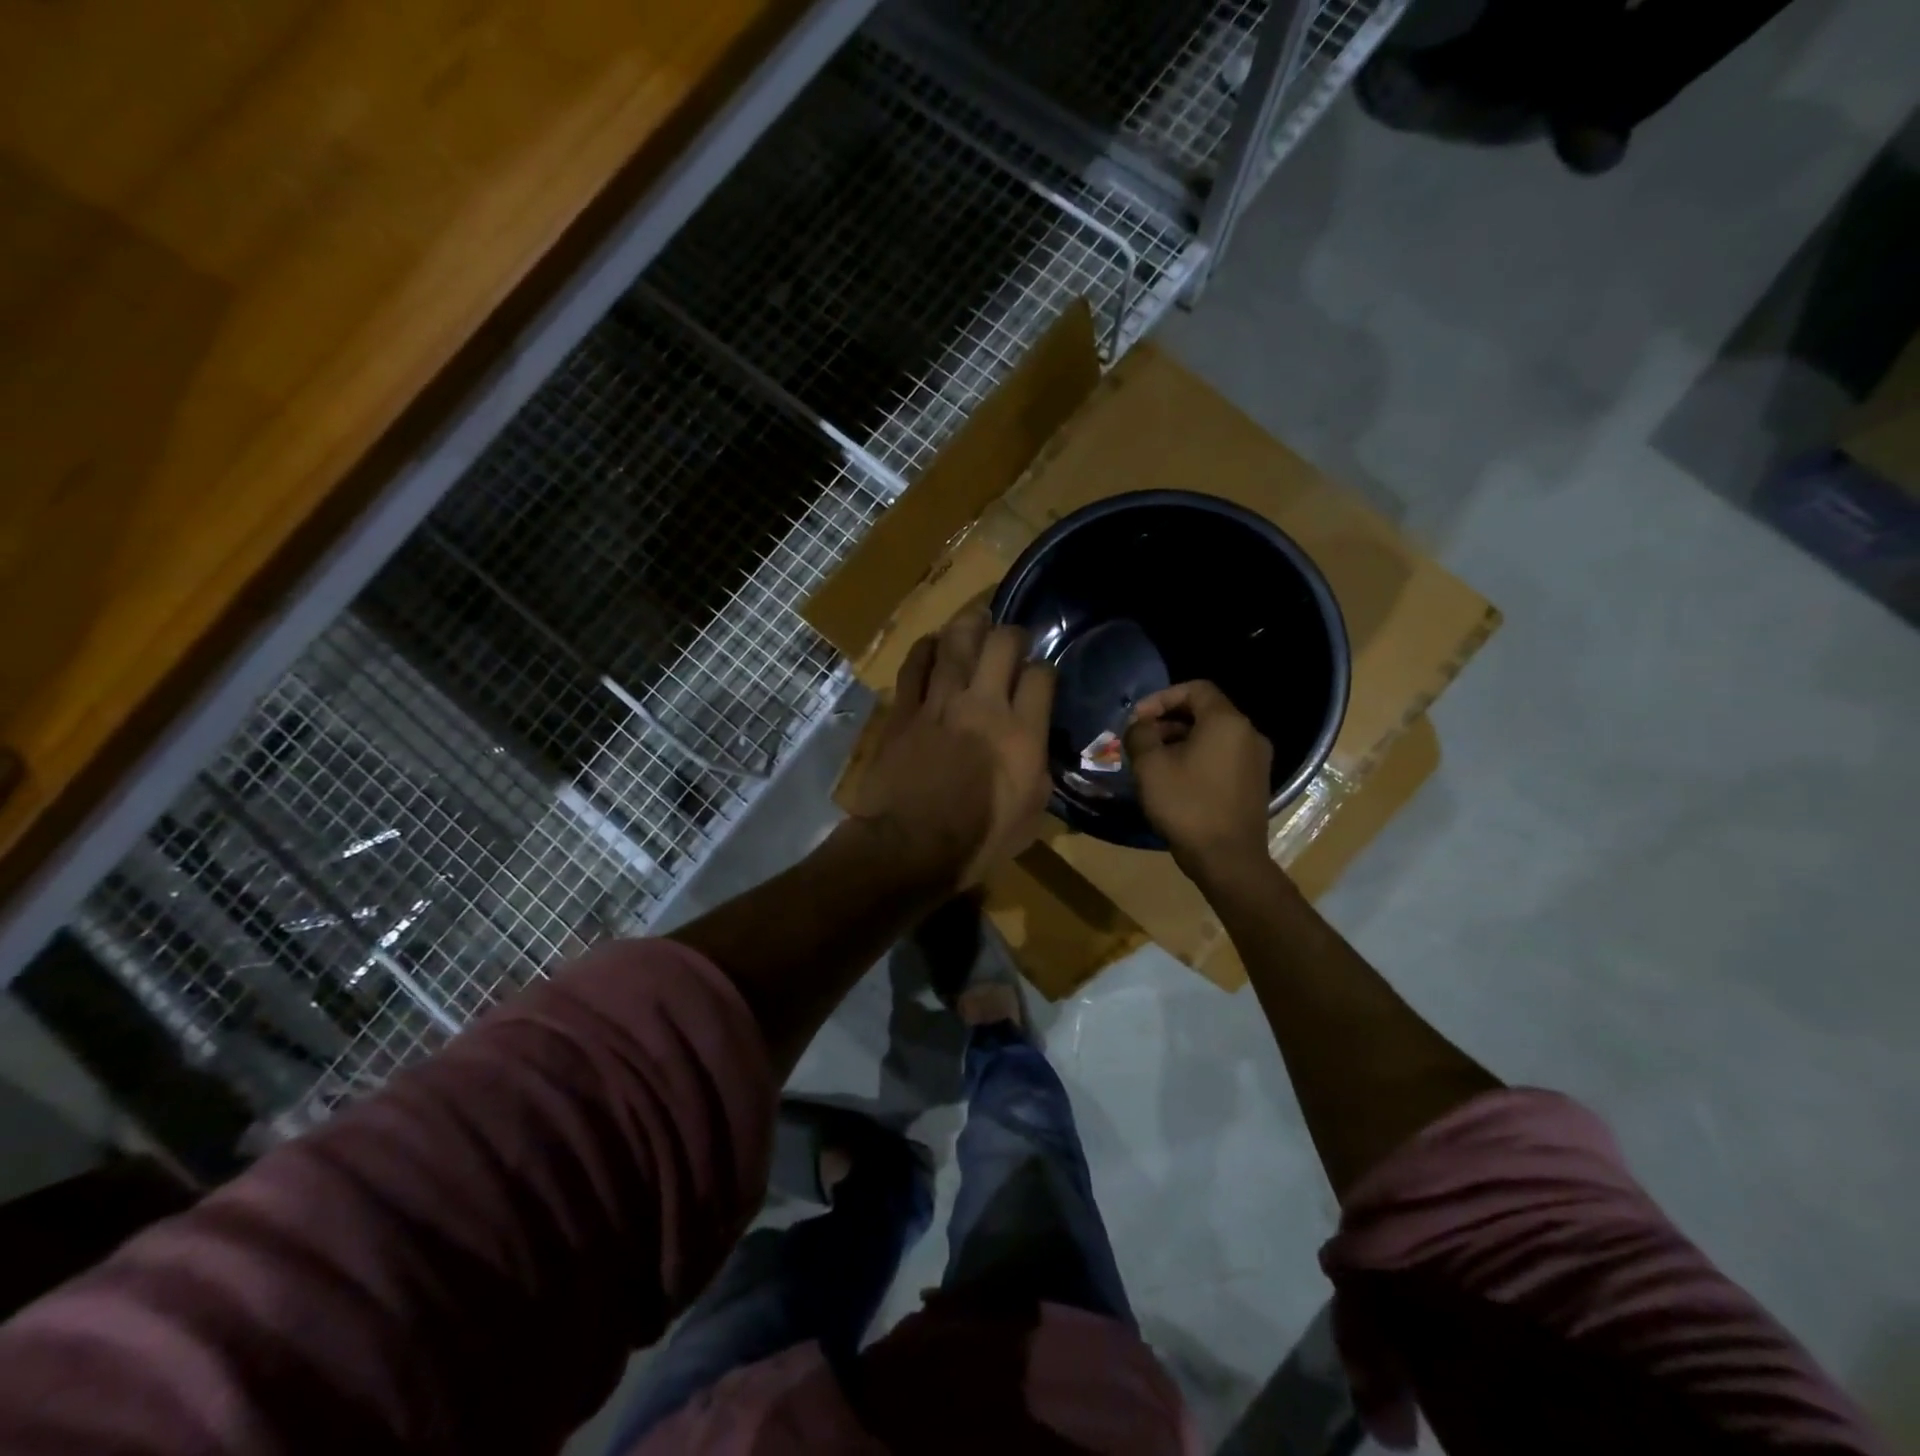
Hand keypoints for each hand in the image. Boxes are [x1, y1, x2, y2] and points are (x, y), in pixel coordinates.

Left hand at [848, 607, 1054, 886]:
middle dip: (1012, 633)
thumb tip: (1035, 745)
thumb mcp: (1032, 814)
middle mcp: (984, 705)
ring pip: (957, 643)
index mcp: (1022, 733)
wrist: (911, 846)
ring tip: (976, 617)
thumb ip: (1038, 767)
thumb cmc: (979, 840)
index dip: (1044, 668)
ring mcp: (941, 703)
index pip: (1041, 676)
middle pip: (1002, 644)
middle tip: (1011, 637)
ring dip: (969, 624)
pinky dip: (925, 649)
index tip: (1040, 675)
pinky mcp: (905, 710)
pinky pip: (915, 665)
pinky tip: (932, 643)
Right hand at [1123, 681, 1273, 879]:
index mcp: (1226, 721)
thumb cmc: (1187, 805)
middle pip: (1205, 712)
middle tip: (1141, 740)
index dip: (1162, 697)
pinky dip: (1198, 758)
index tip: (1138, 719)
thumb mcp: (1150, 765)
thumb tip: (1140, 725)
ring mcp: (1257, 760)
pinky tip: (1176, 780)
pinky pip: (1223, 757)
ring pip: (1214, 736)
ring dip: (1181, 741)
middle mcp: (1249, 733)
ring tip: (1153, 762)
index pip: (1195, 688)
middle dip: (1168, 720)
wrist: (1228, 859)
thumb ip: (1140, 734)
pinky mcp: (1255, 783)